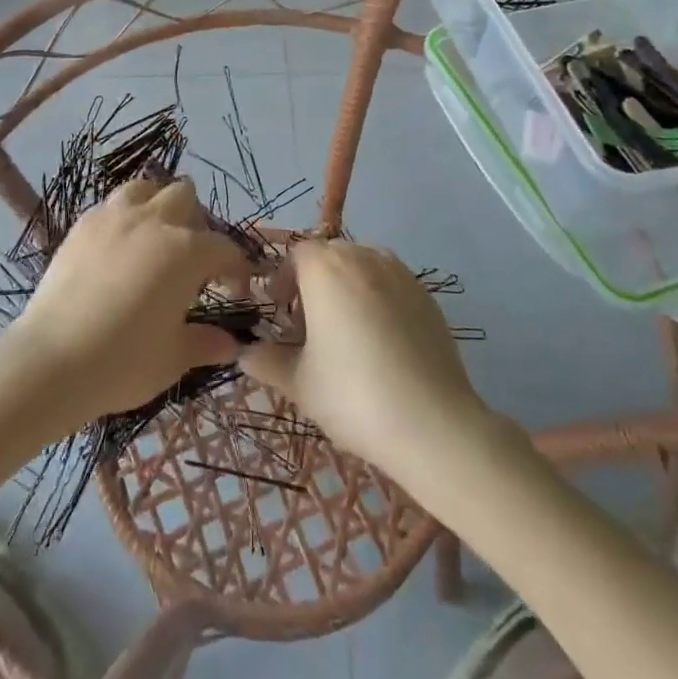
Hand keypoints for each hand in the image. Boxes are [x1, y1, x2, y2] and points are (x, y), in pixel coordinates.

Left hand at [6, 177, 252, 422]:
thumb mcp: (173, 358)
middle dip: (196, 221)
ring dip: (157, 204)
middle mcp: (154, 221)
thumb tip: (231, 344)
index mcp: (186, 251)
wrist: (52, 359)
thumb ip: (206, 343)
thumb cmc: (123, 361)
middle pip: (185, 197)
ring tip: (155, 236)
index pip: (224, 248)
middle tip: (192, 257)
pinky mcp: (82, 225)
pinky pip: (111, 205)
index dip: (236, 268)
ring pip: (145, 188)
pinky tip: (118, 246)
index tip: (236, 289)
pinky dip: (123, 216)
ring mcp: (114, 217)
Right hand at [239, 240, 493, 467]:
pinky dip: (377, 300)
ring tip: (345, 333)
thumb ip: (266, 361)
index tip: (279, 314)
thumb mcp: (299, 383)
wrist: (433, 424)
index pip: (295, 254)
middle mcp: (363, 257)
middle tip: (308, 328)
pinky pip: (390, 284)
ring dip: (346, 287)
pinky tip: (380, 343)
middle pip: (329, 256)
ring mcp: (400, 273)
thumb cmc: (354, 395)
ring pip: (362, 266)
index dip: (282, 280)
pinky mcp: (427, 295)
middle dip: (313, 283)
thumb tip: (244, 354)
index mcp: (326, 268)